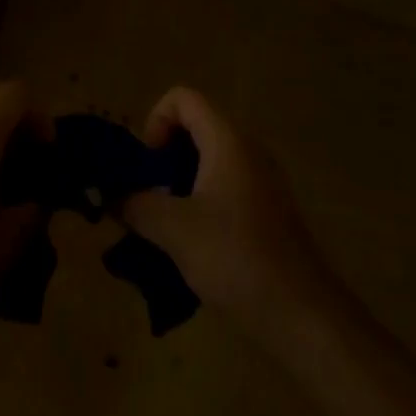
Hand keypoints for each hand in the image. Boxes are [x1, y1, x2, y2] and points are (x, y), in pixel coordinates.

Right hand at [119, 87, 335, 344]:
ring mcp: (261, 180)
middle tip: (149, 195)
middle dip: (164, 156)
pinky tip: (193, 244)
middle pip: (195, 126)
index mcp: (227, 139)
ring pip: (209, 159)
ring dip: (180, 182)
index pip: (182, 97)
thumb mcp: (174, 230)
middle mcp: (247, 148)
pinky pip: (225, 185)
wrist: (305, 317)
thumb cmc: (237, 258)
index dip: (155, 121)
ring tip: (165, 224)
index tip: (148, 165)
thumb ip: (136, 204)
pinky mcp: (268, 210)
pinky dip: (201, 201)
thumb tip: (110, 193)